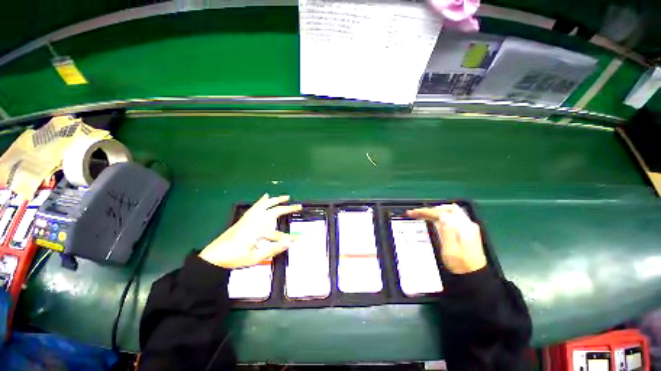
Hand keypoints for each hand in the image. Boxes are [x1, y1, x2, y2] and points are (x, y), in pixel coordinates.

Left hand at [199, 194, 301, 268]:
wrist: (214, 256)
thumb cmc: (234, 257)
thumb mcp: (255, 257)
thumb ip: (273, 249)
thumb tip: (290, 243)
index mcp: (259, 230)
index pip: (279, 232)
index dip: (290, 236)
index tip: (299, 239)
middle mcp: (255, 220)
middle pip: (274, 210)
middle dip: (287, 208)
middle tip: (298, 206)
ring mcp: (249, 218)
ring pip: (266, 205)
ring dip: (277, 200)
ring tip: (285, 197)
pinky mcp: (245, 219)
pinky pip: (257, 206)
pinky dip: (263, 200)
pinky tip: (265, 197)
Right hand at [406, 204, 486, 273]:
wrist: (474, 275)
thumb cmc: (460, 265)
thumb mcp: (450, 250)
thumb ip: (447, 232)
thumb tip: (442, 216)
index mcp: (463, 228)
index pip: (442, 213)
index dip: (426, 211)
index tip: (414, 213)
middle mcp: (467, 224)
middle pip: (447, 209)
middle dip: (431, 209)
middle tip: (417, 213)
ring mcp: (468, 227)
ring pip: (449, 212)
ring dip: (435, 211)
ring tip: (422, 215)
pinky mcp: (467, 230)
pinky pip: (452, 217)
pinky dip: (440, 216)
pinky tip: (433, 220)